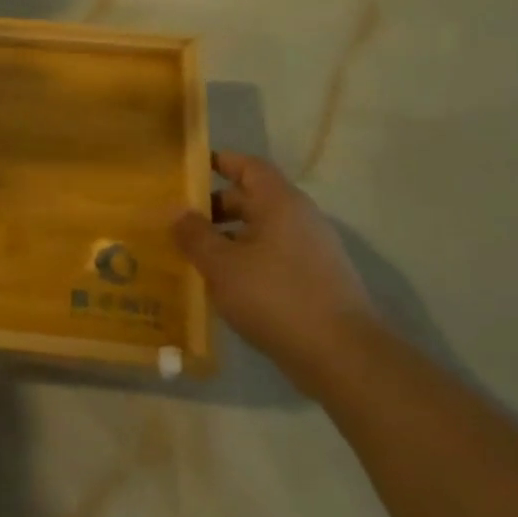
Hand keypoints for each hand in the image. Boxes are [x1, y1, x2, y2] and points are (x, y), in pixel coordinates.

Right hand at [172, 151, 381, 393]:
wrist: (340, 354)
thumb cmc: (275, 297)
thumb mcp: (222, 265)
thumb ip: (195, 235)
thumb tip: (177, 212)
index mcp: (280, 203)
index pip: (248, 166)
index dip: (220, 162)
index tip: (189, 168)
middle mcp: (300, 219)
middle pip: (252, 199)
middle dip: (215, 207)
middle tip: (179, 221)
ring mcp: (311, 250)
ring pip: (261, 232)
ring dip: (227, 238)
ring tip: (193, 255)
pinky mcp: (315, 280)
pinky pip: (272, 257)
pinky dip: (245, 262)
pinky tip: (223, 285)